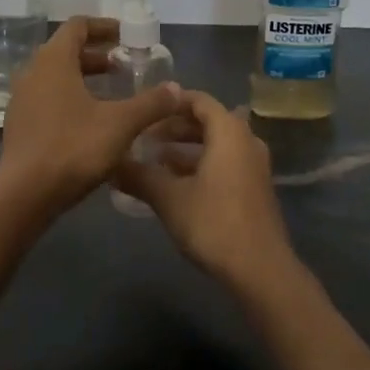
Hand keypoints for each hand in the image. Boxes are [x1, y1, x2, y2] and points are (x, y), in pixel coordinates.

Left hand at [0, 16, 182, 214]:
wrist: (25, 194)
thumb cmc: (73, 147)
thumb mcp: (121, 124)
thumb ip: (151, 103)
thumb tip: (177, 89)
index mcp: (53, 61)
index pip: (77, 26)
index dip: (104, 27)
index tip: (127, 36)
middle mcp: (32, 73)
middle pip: (65, 51)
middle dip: (97, 55)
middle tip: (124, 66)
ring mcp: (22, 100)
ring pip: (56, 77)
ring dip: (84, 78)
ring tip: (112, 93)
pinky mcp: (19, 125)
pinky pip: (47, 99)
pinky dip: (70, 99)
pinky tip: (91, 121)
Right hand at [114, 91, 299, 296]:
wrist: (259, 268)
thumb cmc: (213, 222)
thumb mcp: (169, 197)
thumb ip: (139, 176)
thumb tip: (110, 164)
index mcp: (229, 132)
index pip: (199, 100)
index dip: (170, 102)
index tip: (144, 110)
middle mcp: (246, 141)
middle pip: (208, 121)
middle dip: (174, 127)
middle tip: (143, 137)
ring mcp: (254, 166)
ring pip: (216, 145)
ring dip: (186, 149)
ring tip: (153, 160)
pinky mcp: (254, 189)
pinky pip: (224, 163)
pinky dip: (200, 165)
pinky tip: (176, 184)